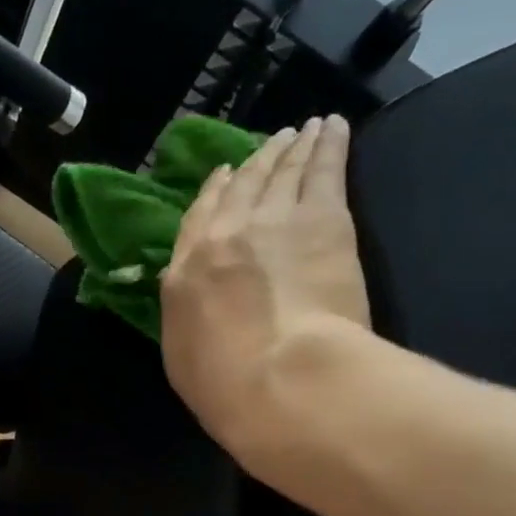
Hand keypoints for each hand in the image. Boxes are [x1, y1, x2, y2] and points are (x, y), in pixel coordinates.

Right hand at [161, 115, 370, 467]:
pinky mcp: (324, 218)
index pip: (198, 219)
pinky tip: (334, 128)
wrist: (280, 376)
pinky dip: (329, 144)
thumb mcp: (182, 357)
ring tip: (305, 129)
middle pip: (243, 186)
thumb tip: (191, 293)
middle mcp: (225, 233)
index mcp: (185, 271)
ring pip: (283, 170)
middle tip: (272, 142)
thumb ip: (185, 316)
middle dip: (256, 162)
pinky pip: (324, 168)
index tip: (224, 174)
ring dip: (293, 146)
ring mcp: (275, 219)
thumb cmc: (225, 386)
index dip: (213, 193)